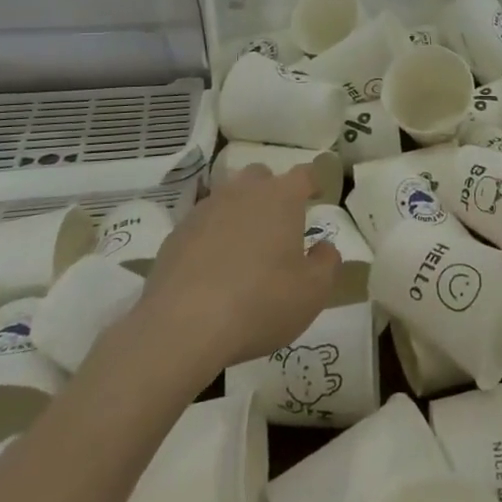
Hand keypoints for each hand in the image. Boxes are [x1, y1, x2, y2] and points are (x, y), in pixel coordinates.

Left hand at [136, 166, 341, 371]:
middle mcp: (242, 193)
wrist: (182, 327)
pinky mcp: (175, 235)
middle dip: (272, 192)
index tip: (317, 194)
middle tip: (279, 224)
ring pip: (228, 198)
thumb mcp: (312, 292)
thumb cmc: (260, 303)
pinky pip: (202, 226)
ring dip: (240, 214)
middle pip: (260, 177)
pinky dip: (212, 238)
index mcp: (280, 198)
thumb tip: (324, 247)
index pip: (304, 174)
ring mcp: (204, 211)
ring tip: (245, 249)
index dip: (313, 181)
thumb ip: (326, 263)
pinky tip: (212, 270)